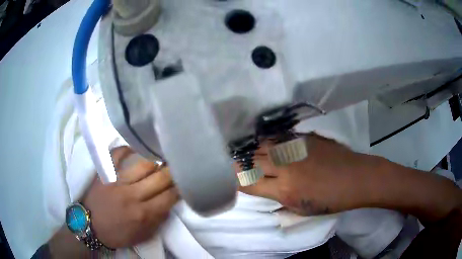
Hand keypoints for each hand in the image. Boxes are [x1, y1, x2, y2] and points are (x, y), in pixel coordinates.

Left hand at [82, 146, 178, 247]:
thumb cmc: (117, 234)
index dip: (180, 188)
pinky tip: (136, 147)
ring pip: (143, 165)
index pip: (169, 197)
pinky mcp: (104, 173)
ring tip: (162, 157)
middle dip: (173, 172)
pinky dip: (127, 149)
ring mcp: (117, 182)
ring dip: (156, 161)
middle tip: (178, 167)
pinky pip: (117, 155)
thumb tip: (169, 204)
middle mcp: (132, 195)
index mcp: (143, 214)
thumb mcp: (142, 236)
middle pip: (160, 178)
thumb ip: (158, 221)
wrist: (90, 226)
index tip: (185, 183)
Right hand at [240, 134, 382, 215]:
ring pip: (263, 145)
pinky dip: (269, 141)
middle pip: (252, 161)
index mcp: (285, 191)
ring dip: (252, 149)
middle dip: (240, 162)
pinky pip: (280, 137)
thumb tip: (265, 192)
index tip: (232, 177)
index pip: (249, 183)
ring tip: (246, 150)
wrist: (355, 178)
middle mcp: (285, 168)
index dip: (236, 180)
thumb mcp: (302, 210)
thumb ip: (280, 201)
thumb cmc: (331, 200)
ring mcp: (295, 150)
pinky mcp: (304, 138)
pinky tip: (266, 141)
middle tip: (235, 162)